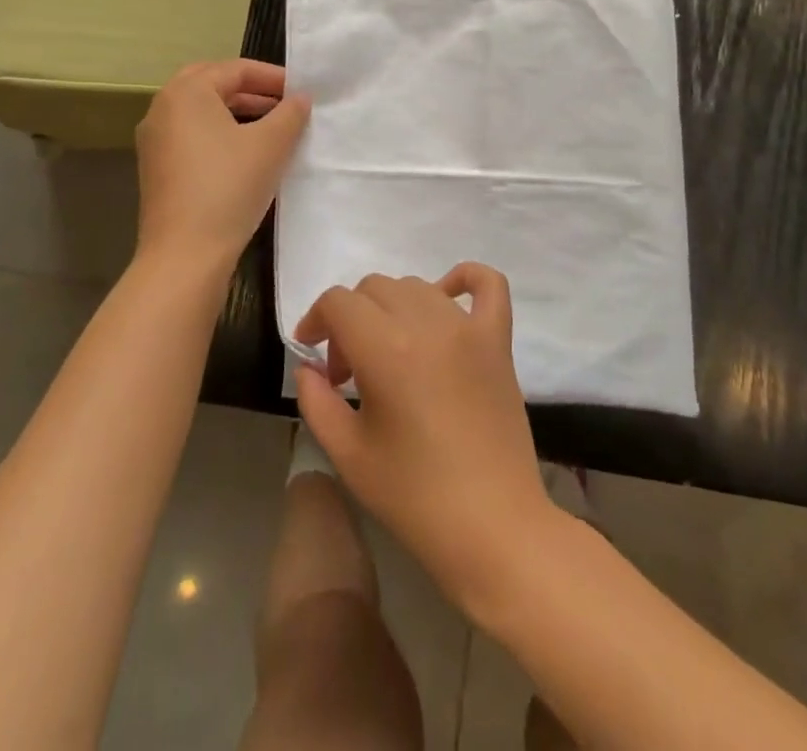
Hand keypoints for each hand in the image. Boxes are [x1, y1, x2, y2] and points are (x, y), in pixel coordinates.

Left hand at [134, 59, 310, 265]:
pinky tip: (247, 153)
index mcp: (186, 93)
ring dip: (236, 111)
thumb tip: (301, 98)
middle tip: (284, 101)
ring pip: (201, 112)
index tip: (302, 91)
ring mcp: (155, 141)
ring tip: (272, 125)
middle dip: (251, 89)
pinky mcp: (157, 168)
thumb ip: (290, 113)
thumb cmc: (229, 186)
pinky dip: (220, 133)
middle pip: (212, 84)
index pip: (235, 69)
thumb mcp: (270, 145)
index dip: (273, 77)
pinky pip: (192, 135)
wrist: (185, 253)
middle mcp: (163, 109)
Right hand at [293, 263, 553, 607]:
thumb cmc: (414, 498)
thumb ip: (316, 401)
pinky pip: (486, 284)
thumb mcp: (348, 455)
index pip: (338, 302)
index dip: (315, 320)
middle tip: (348, 372)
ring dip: (391, 308)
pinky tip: (446, 299)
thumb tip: (308, 367)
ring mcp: (468, 327)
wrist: (493, 527)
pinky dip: (464, 279)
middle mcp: (427, 323)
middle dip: (349, 320)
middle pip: (374, 288)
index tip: (310, 354)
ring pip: (417, 285)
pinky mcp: (498, 339)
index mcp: (385, 349)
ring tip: (389, 354)